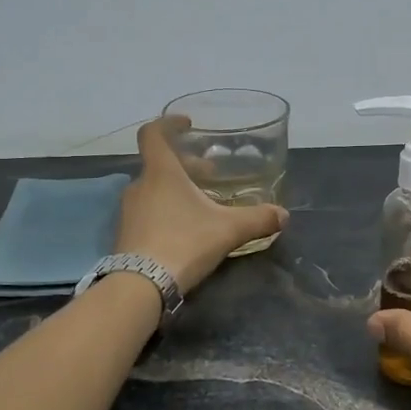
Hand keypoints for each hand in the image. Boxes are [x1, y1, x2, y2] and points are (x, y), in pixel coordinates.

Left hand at [115, 117, 287, 293]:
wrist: (141, 285)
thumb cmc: (184, 243)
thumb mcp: (229, 230)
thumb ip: (258, 219)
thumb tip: (284, 215)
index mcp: (161, 173)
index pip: (153, 134)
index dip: (168, 123)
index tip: (187, 124)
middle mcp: (140, 186)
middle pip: (159, 164)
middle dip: (186, 165)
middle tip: (210, 174)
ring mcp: (129, 211)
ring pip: (153, 189)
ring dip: (175, 190)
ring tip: (201, 204)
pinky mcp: (126, 235)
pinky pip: (147, 212)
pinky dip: (165, 211)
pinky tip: (185, 230)